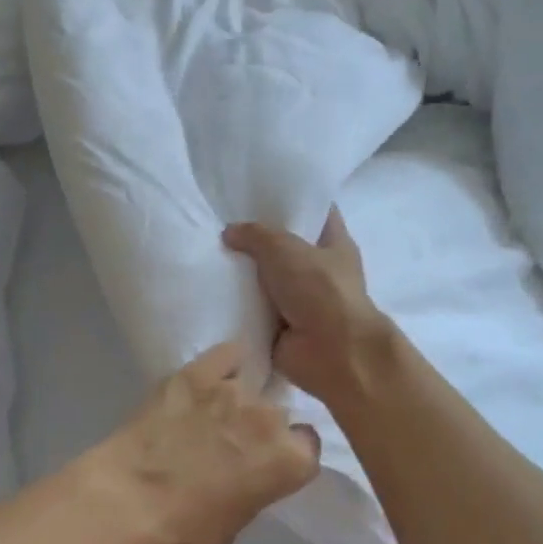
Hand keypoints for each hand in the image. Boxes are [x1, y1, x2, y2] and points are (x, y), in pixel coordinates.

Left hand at [97, 341, 320, 543]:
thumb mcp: (234, 525)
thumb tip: (248, 475)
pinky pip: (226, 354)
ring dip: (235, 402)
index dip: (285, 454)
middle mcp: (269, 418)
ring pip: (248, 387)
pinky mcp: (195, 373)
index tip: (265, 462)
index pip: (306, 445)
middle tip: (232, 444)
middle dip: (261, 427)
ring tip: (208, 416)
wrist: (124, 503)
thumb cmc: (181, 531)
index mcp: (288, 461)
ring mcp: (232, 390)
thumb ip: (255, 490)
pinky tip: (210, 378)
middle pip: (278, 413)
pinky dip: (224, 364)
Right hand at [224, 208, 392, 404]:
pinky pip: (254, 312)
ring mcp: (301, 302)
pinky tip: (209, 294)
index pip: (317, 213)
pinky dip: (237, 308)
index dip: (294, 200)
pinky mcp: (282, 329)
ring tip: (207, 257)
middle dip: (257, 239)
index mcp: (334, 245)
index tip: (262, 191)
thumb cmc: (319, 290)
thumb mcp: (284, 249)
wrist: (330, 352)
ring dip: (243, 276)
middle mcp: (320, 272)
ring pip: (267, 281)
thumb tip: (230, 232)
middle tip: (221, 224)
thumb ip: (255, 235)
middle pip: (285, 248)